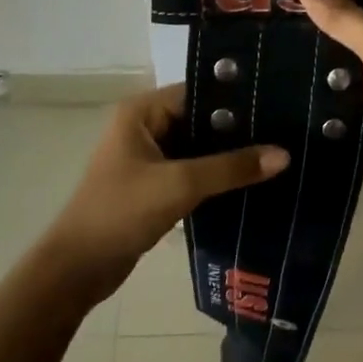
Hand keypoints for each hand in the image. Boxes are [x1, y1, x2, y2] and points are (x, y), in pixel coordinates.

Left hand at [44, 85, 287, 302]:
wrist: (78, 269)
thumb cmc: (121, 212)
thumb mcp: (180, 185)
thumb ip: (231, 168)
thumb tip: (284, 154)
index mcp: (141, 112)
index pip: (198, 92)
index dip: (236, 99)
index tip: (277, 105)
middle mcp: (144, 126)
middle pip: (201, 119)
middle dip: (238, 130)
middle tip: (284, 132)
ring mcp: (148, 157)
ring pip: (198, 147)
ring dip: (228, 156)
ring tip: (276, 155)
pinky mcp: (154, 185)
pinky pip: (192, 170)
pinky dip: (216, 176)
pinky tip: (250, 182)